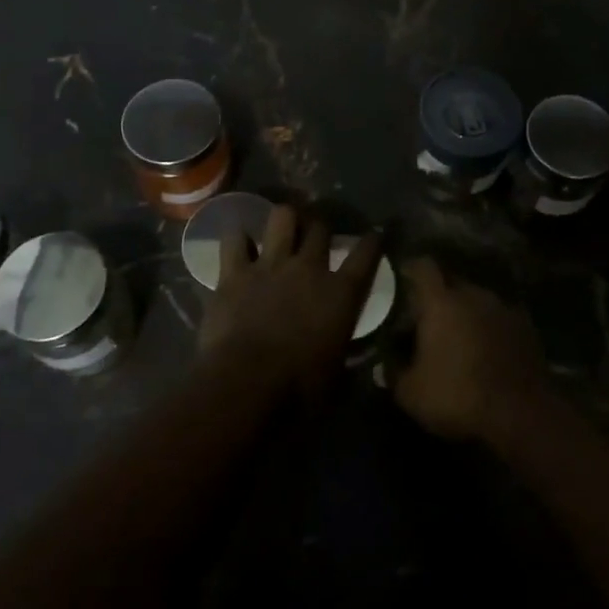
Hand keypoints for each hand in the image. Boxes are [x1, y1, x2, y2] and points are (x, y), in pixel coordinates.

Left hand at [200, 204, 382, 398]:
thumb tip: (350, 358)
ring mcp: (270, 265)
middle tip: (317, 232)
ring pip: (282, 217)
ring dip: (285, 219)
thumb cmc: (299, 390)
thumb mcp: (336, 377)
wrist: (246, 385)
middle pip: (321, 228)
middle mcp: (308, 269)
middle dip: (321, 226)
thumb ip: (345, 356)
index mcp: (341, 293)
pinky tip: (239, 242)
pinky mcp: (234, 273)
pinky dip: (238, 238)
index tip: (374, 234)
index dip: (372, 242)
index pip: (365, 255)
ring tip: (283, 226)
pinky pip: (234, 239)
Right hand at [393, 260, 551, 443]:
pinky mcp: (525, 326)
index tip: (403, 277)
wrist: (521, 413)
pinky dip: (489, 327)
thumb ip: (393, 373)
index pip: (423, 267)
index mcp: (441, 302)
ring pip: (477, 299)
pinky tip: (486, 349)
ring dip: (466, 311)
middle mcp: (473, 294)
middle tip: (427, 317)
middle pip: (452, 281)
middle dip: (438, 294)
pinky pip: (498, 317)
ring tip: (458, 336)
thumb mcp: (411, 393)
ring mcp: (503, 308)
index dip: (412, 269)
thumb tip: (383, 366)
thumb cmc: (458, 396)